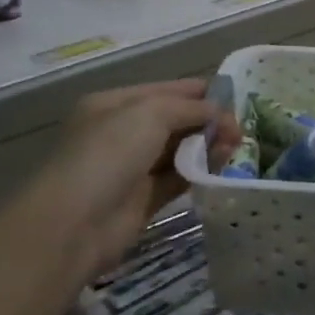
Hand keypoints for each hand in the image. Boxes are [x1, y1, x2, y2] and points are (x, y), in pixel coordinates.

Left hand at [33, 79, 240, 281]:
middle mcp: (123, 131)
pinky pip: (179, 177)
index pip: (167, 90)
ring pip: (180, 149)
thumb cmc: (109, 153)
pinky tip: (222, 165)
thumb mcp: (151, 113)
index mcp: (116, 104)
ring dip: (207, 145)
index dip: (201, 93)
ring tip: (235, 146)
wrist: (74, 224)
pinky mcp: (144, 199)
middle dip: (208, 120)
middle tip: (240, 129)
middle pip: (176, 119)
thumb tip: (220, 115)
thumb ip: (191, 108)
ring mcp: (132, 167)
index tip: (236, 99)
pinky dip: (201, 170)